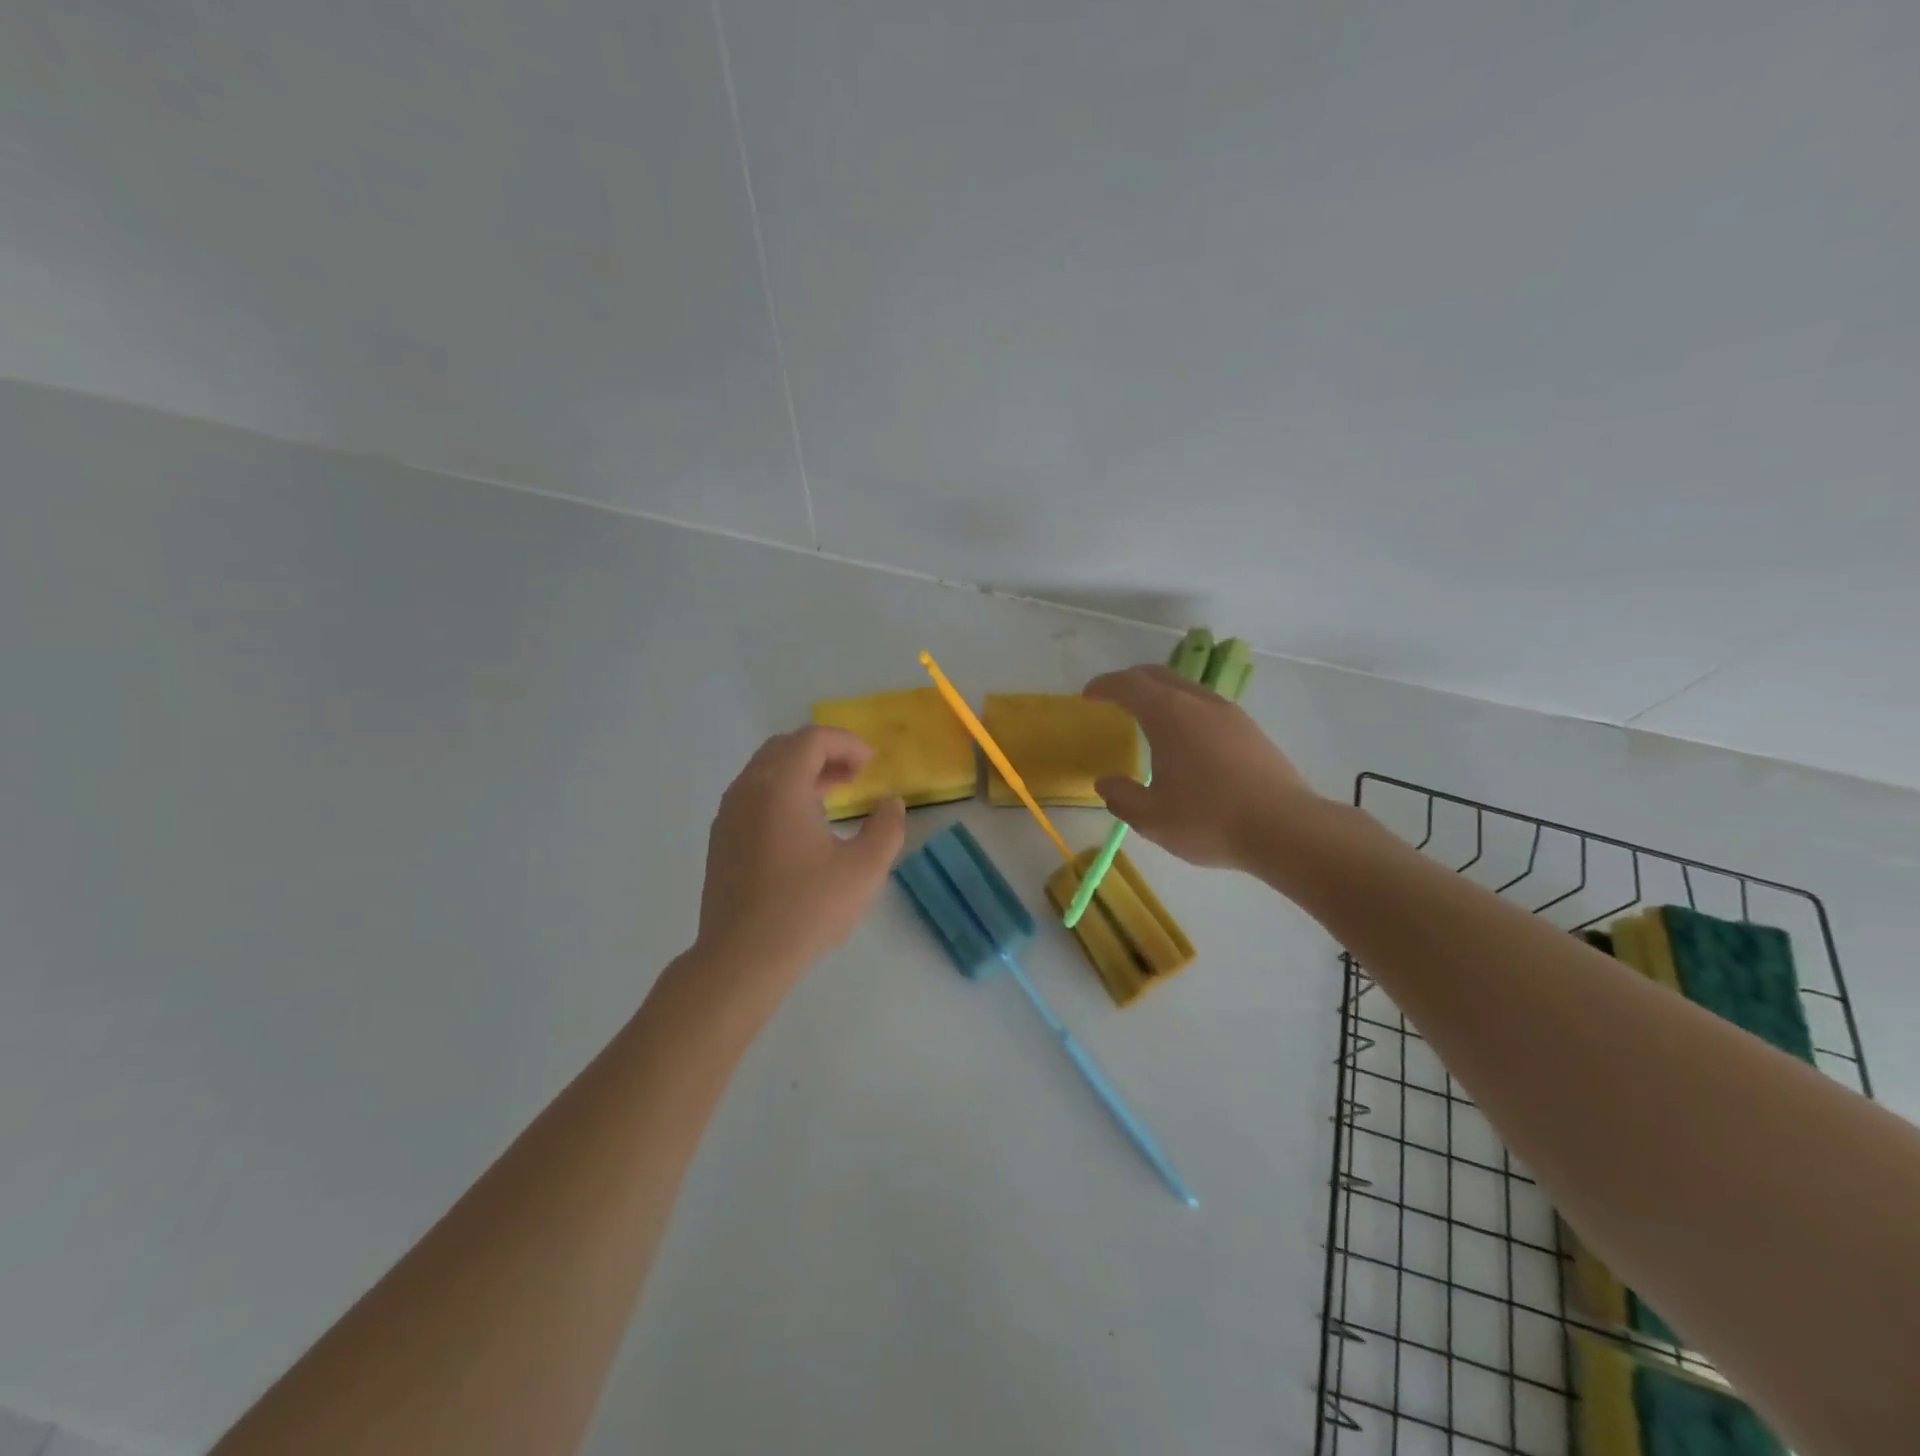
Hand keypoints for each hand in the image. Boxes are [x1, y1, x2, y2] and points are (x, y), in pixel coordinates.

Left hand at [695, 727, 906, 978]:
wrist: (741, 959)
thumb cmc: (806, 908)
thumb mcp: (864, 869)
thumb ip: (886, 828)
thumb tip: (891, 804)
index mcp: (780, 787)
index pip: (812, 740)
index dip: (846, 743)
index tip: (871, 763)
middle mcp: (748, 790)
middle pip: (785, 748)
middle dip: (823, 752)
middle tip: (855, 773)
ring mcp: (728, 815)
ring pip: (766, 772)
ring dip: (802, 772)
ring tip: (835, 794)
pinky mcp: (721, 840)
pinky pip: (753, 796)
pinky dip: (782, 793)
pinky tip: (803, 826)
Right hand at [1084, 665, 1319, 869]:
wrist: (1286, 829)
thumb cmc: (1209, 820)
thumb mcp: (1152, 818)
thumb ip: (1122, 797)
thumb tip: (1106, 783)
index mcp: (1169, 715)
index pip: (1129, 685)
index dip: (1104, 686)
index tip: (1088, 696)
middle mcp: (1199, 703)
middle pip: (1158, 676)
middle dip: (1131, 681)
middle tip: (1113, 697)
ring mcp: (1229, 714)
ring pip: (1186, 688)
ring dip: (1161, 694)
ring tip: (1148, 717)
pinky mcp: (1250, 730)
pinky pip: (1206, 706)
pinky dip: (1184, 709)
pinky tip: (1185, 739)